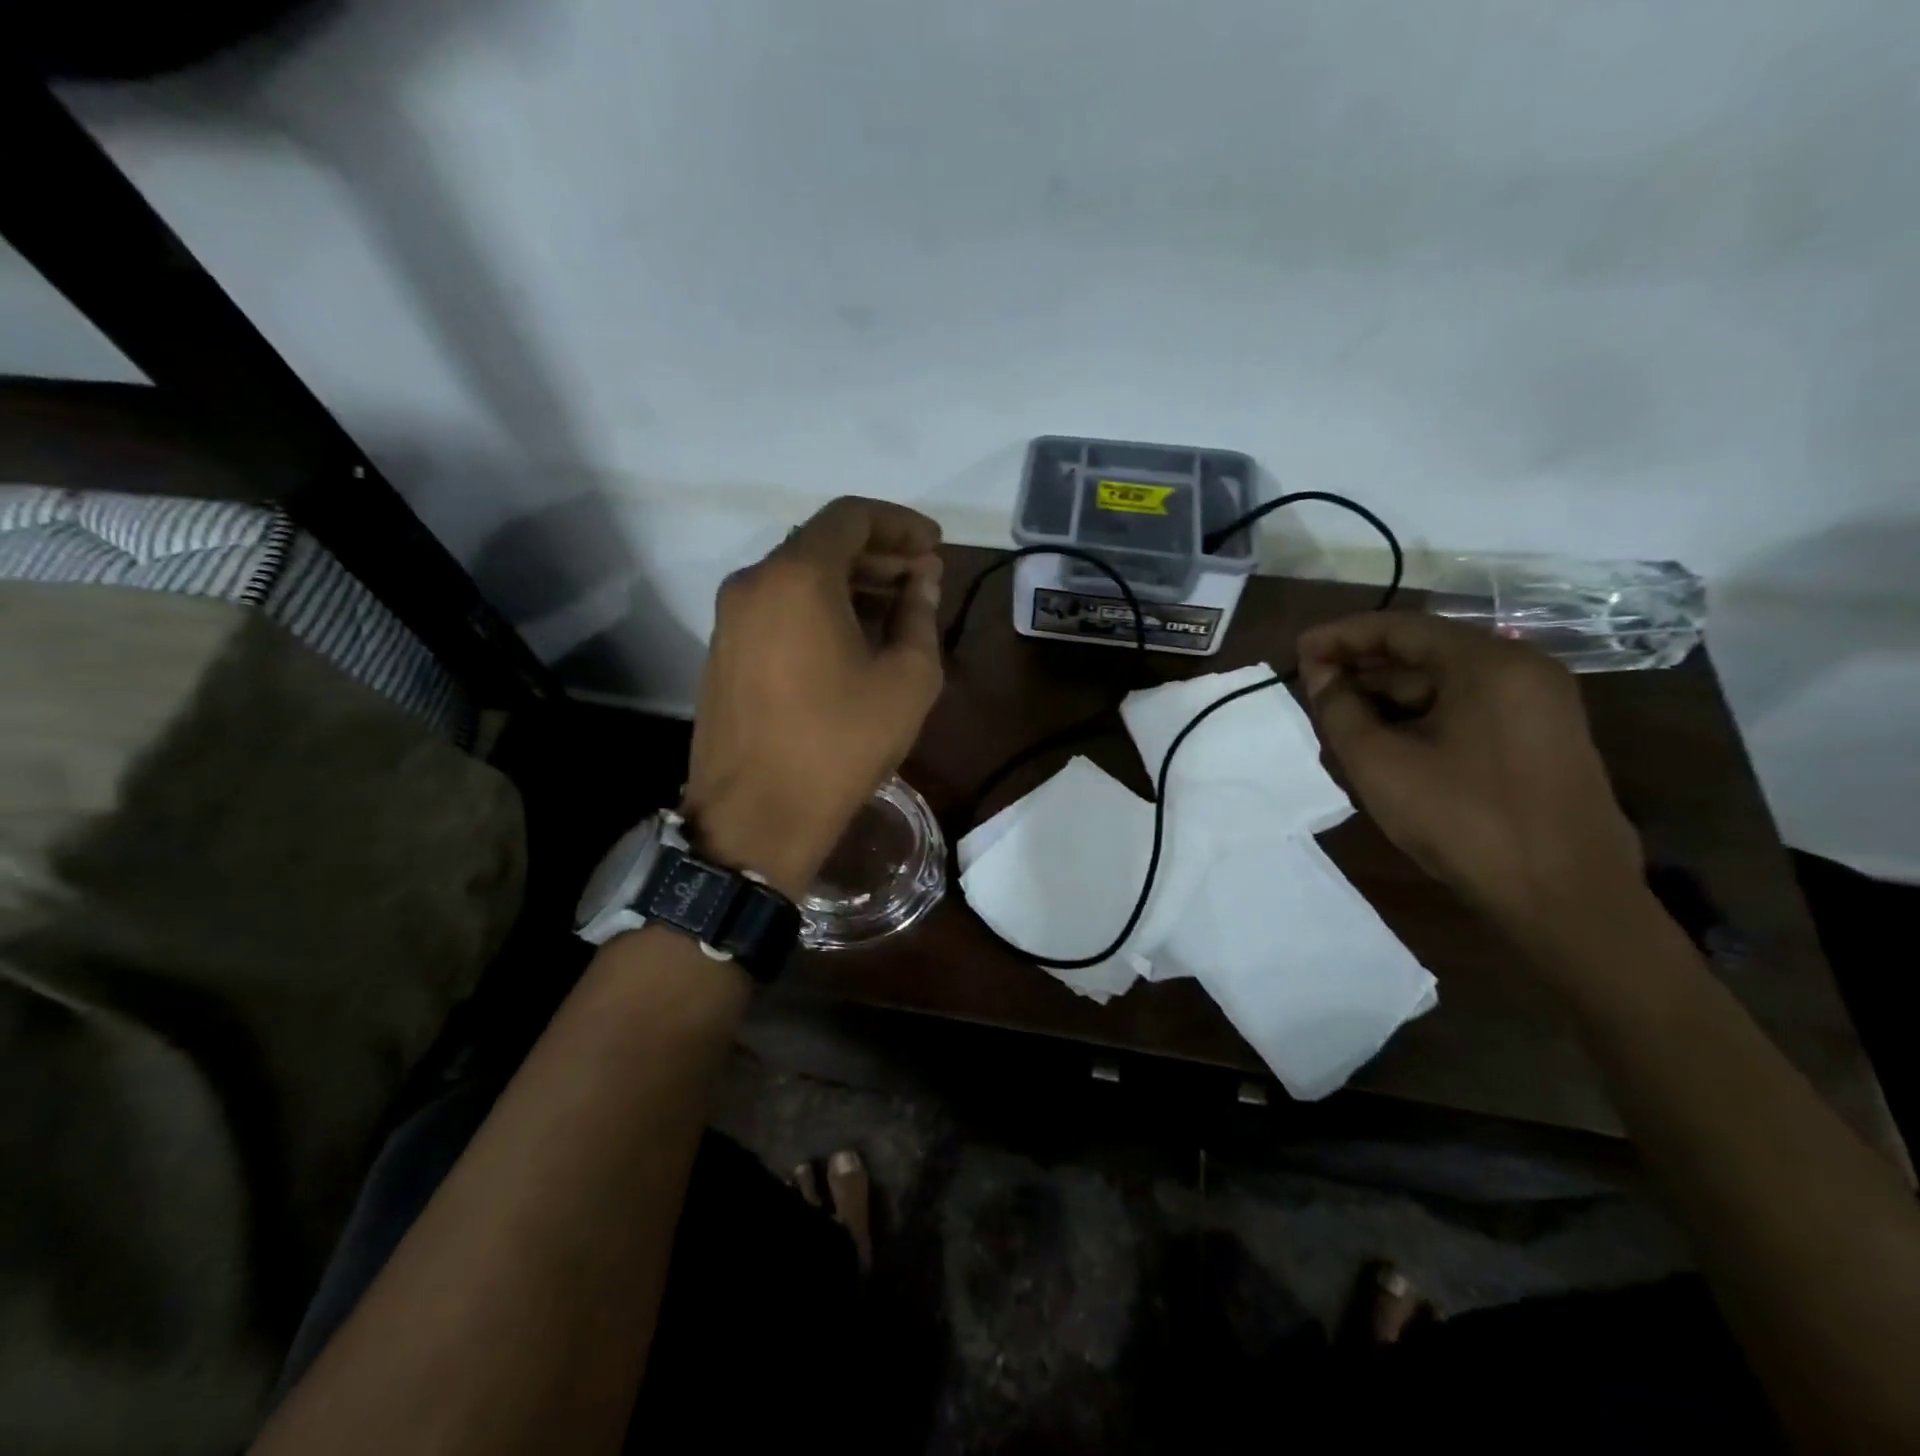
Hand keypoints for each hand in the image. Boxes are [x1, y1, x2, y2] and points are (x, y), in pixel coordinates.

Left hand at [682, 497, 944, 896]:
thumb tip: (922, 579)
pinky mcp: (723, 652)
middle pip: (822, 543)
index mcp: (797, 576)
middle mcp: (753, 582)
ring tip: (896, 613)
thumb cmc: (841, 744)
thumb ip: (919, 615)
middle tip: (922, 581)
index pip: (852, 516)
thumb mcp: (906, 679)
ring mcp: (730, 618)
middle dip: (878, 555)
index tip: (934, 547)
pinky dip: (818, 608)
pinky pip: (777, 608)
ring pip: (797, 576)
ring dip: (849, 584)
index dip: (901, 524)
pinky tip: (852, 641)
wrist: (756, 818)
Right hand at [1297, 612, 1644, 958]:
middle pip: (1424, 650)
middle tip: (1313, 688)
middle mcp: (1520, 667)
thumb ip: (1339, 710)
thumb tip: (1320, 675)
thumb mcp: (1380, 764)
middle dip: (1363, 667)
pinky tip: (1385, 739)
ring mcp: (1538, 702)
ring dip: (1389, 695)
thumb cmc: (1464, 821)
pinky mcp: (1541, 735)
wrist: (1566, 896)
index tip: (1297, 651)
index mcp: (1487, 662)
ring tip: (1339, 718)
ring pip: (1444, 681)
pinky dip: (1421, 714)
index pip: (1398, 627)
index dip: (1340, 636)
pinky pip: (1467, 706)